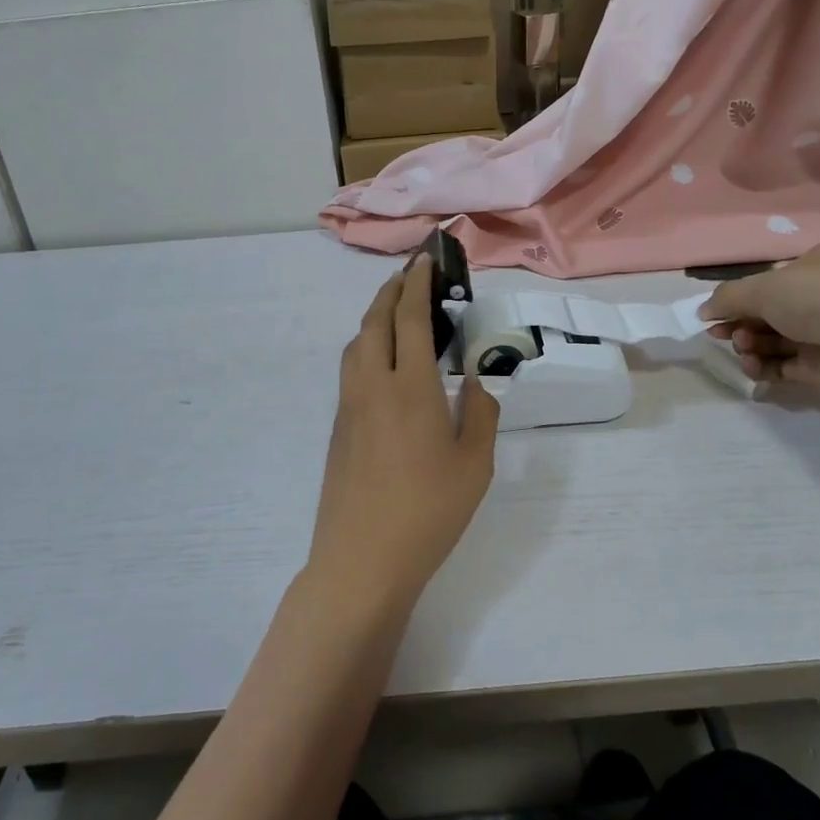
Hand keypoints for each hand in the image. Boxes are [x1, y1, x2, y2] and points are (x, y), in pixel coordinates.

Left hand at [307, 255, 499, 616]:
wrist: (362, 560)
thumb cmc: (428, 512)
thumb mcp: (474, 466)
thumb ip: (480, 415)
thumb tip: (476, 384)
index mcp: (411, 388)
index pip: (410, 318)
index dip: (417, 282)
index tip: (425, 259)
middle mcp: (373, 386)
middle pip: (375, 321)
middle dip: (390, 290)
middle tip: (409, 274)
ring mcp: (349, 407)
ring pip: (356, 344)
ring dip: (374, 317)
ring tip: (395, 313)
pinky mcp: (338, 428)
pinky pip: (350, 370)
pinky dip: (366, 347)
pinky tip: (383, 365)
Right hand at [699, 242, 819, 396]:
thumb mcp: (764, 286)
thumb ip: (728, 297)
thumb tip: (703, 311)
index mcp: (819, 264)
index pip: (772, 280)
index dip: (740, 297)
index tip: (714, 314)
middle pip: (770, 312)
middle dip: (741, 323)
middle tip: (722, 335)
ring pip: (777, 340)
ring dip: (750, 345)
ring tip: (742, 350)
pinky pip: (788, 366)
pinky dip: (766, 367)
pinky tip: (751, 368)